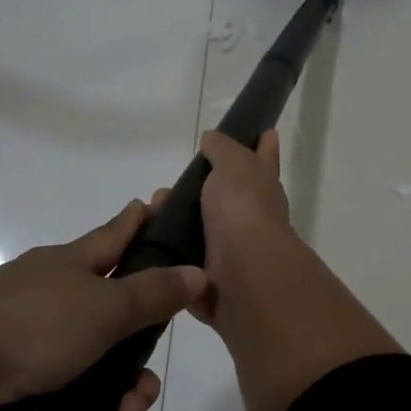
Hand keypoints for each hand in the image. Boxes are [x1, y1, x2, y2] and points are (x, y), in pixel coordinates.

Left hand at [0, 200, 204, 410]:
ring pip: (98, 373)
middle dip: (139, 362)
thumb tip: (198, 271)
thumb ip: (154, 293)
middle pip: (117, 323)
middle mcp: (56, 301)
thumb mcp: (104, 307)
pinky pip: (71, 408)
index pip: (117, 235)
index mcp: (74, 266)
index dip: (140, 220)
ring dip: (119, 403)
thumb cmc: (30, 326)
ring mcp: (34, 346)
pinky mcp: (18, 389)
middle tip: (146, 388)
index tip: (157, 202)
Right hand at [148, 132, 291, 325]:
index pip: (265, 158)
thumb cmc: (242, 210)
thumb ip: (222, 148)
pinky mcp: (211, 278)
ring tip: (149, 213)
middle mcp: (252, 218)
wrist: (242, 274)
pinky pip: (184, 260)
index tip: (264, 132)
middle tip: (164, 189)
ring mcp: (233, 250)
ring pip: (199, 229)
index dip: (264, 146)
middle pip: (225, 197)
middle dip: (196, 191)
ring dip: (174, 221)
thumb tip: (212, 139)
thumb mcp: (234, 164)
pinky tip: (146, 242)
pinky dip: (167, 252)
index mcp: (263, 188)